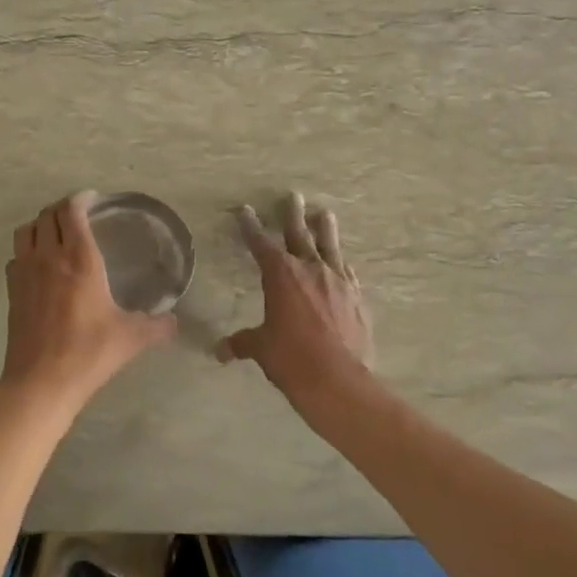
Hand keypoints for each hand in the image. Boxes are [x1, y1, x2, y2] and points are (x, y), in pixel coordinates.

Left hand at [1, 191, 177, 416]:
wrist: (41, 381)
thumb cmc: (89, 352)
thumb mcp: (131, 338)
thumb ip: (156, 326)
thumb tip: (174, 321)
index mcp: (80, 259)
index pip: (72, 211)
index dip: (81, 199)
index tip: (92, 199)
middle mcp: (49, 256)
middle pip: (47, 215)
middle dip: (62, 208)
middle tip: (77, 214)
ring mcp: (25, 272)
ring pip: (26, 230)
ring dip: (40, 224)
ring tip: (55, 232)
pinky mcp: (12, 290)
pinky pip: (16, 255)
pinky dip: (27, 249)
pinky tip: (39, 264)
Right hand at [216, 192, 372, 407]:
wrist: (338, 380)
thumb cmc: (292, 359)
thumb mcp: (261, 349)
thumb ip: (242, 343)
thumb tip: (219, 352)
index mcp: (280, 275)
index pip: (260, 243)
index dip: (250, 226)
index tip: (244, 210)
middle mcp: (309, 269)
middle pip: (299, 233)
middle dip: (292, 213)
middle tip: (293, 195)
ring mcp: (337, 281)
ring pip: (329, 245)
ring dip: (325, 228)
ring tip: (324, 213)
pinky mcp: (356, 297)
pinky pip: (347, 272)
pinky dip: (340, 264)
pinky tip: (342, 262)